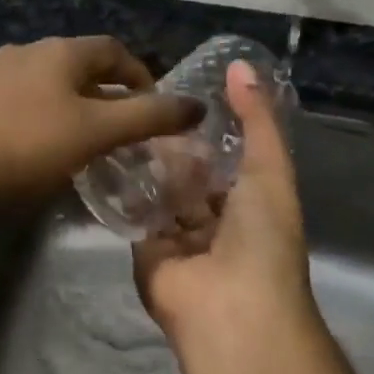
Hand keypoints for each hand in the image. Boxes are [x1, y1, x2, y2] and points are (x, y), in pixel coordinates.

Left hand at [0, 36, 200, 204]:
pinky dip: (39, 115)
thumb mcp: (94, 132)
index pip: (113, 50)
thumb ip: (148, 118)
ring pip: (46, 83)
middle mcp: (27, 52)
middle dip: (106, 91)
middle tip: (121, 126)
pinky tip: (33, 145)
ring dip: (71, 104)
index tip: (153, 104)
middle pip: (79, 64)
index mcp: (61, 52)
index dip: (140, 74)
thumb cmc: (24, 142)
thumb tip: (197, 105)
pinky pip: (18, 100)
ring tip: (81, 138)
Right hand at [133, 60, 316, 356]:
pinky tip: (104, 152)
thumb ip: (256, 119)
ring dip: (145, 164)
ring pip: (159, 193)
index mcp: (250, 203)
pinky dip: (123, 190)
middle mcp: (214, 221)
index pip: (225, 159)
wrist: (231, 309)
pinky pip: (134, 214)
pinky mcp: (144, 251)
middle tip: (141, 103)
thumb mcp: (269, 168)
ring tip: (119, 118)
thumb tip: (240, 65)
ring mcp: (178, 239)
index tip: (181, 90)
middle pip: (188, 176)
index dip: (208, 128)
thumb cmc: (260, 237)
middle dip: (171, 146)